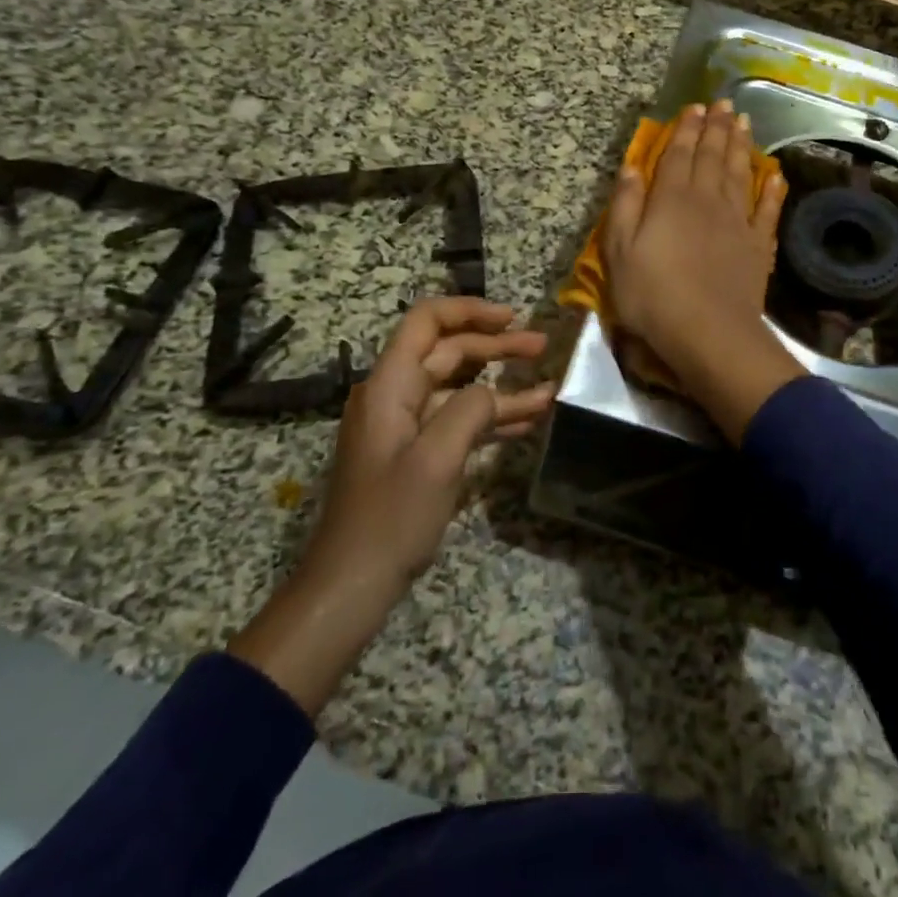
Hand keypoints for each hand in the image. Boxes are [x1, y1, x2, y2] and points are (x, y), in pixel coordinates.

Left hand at [229, 298, 552, 714]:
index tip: (513, 317)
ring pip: (458, 388)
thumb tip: (492, 392)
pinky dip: (491, 417)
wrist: (349, 587)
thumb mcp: (437, 459)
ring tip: (547, 387)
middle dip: (497, 346)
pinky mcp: (415, 454)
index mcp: (390, 385)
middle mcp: (395, 395)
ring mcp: (404, 426)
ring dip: (502, 385)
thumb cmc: (390, 519)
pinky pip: (457, 420)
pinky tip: (528, 420)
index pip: (427, 321)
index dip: (470, 310)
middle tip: (542, 348)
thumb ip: (470, 410)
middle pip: (449, 352)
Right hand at [603, 101, 804, 442]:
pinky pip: (767, 210)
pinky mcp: (758, 246)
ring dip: (741, 147)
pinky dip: (772, 191)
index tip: (694, 107)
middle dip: (716, 128)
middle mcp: (707, 201)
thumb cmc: (653, 295)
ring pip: (740, 174)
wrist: (709, 333)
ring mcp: (737, 222)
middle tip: (723, 104)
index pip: (678, 155)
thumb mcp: (620, 252)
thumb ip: (625, 206)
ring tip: (744, 123)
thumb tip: (631, 167)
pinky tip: (776, 175)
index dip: (685, 130)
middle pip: (712, 157)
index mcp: (671, 200)